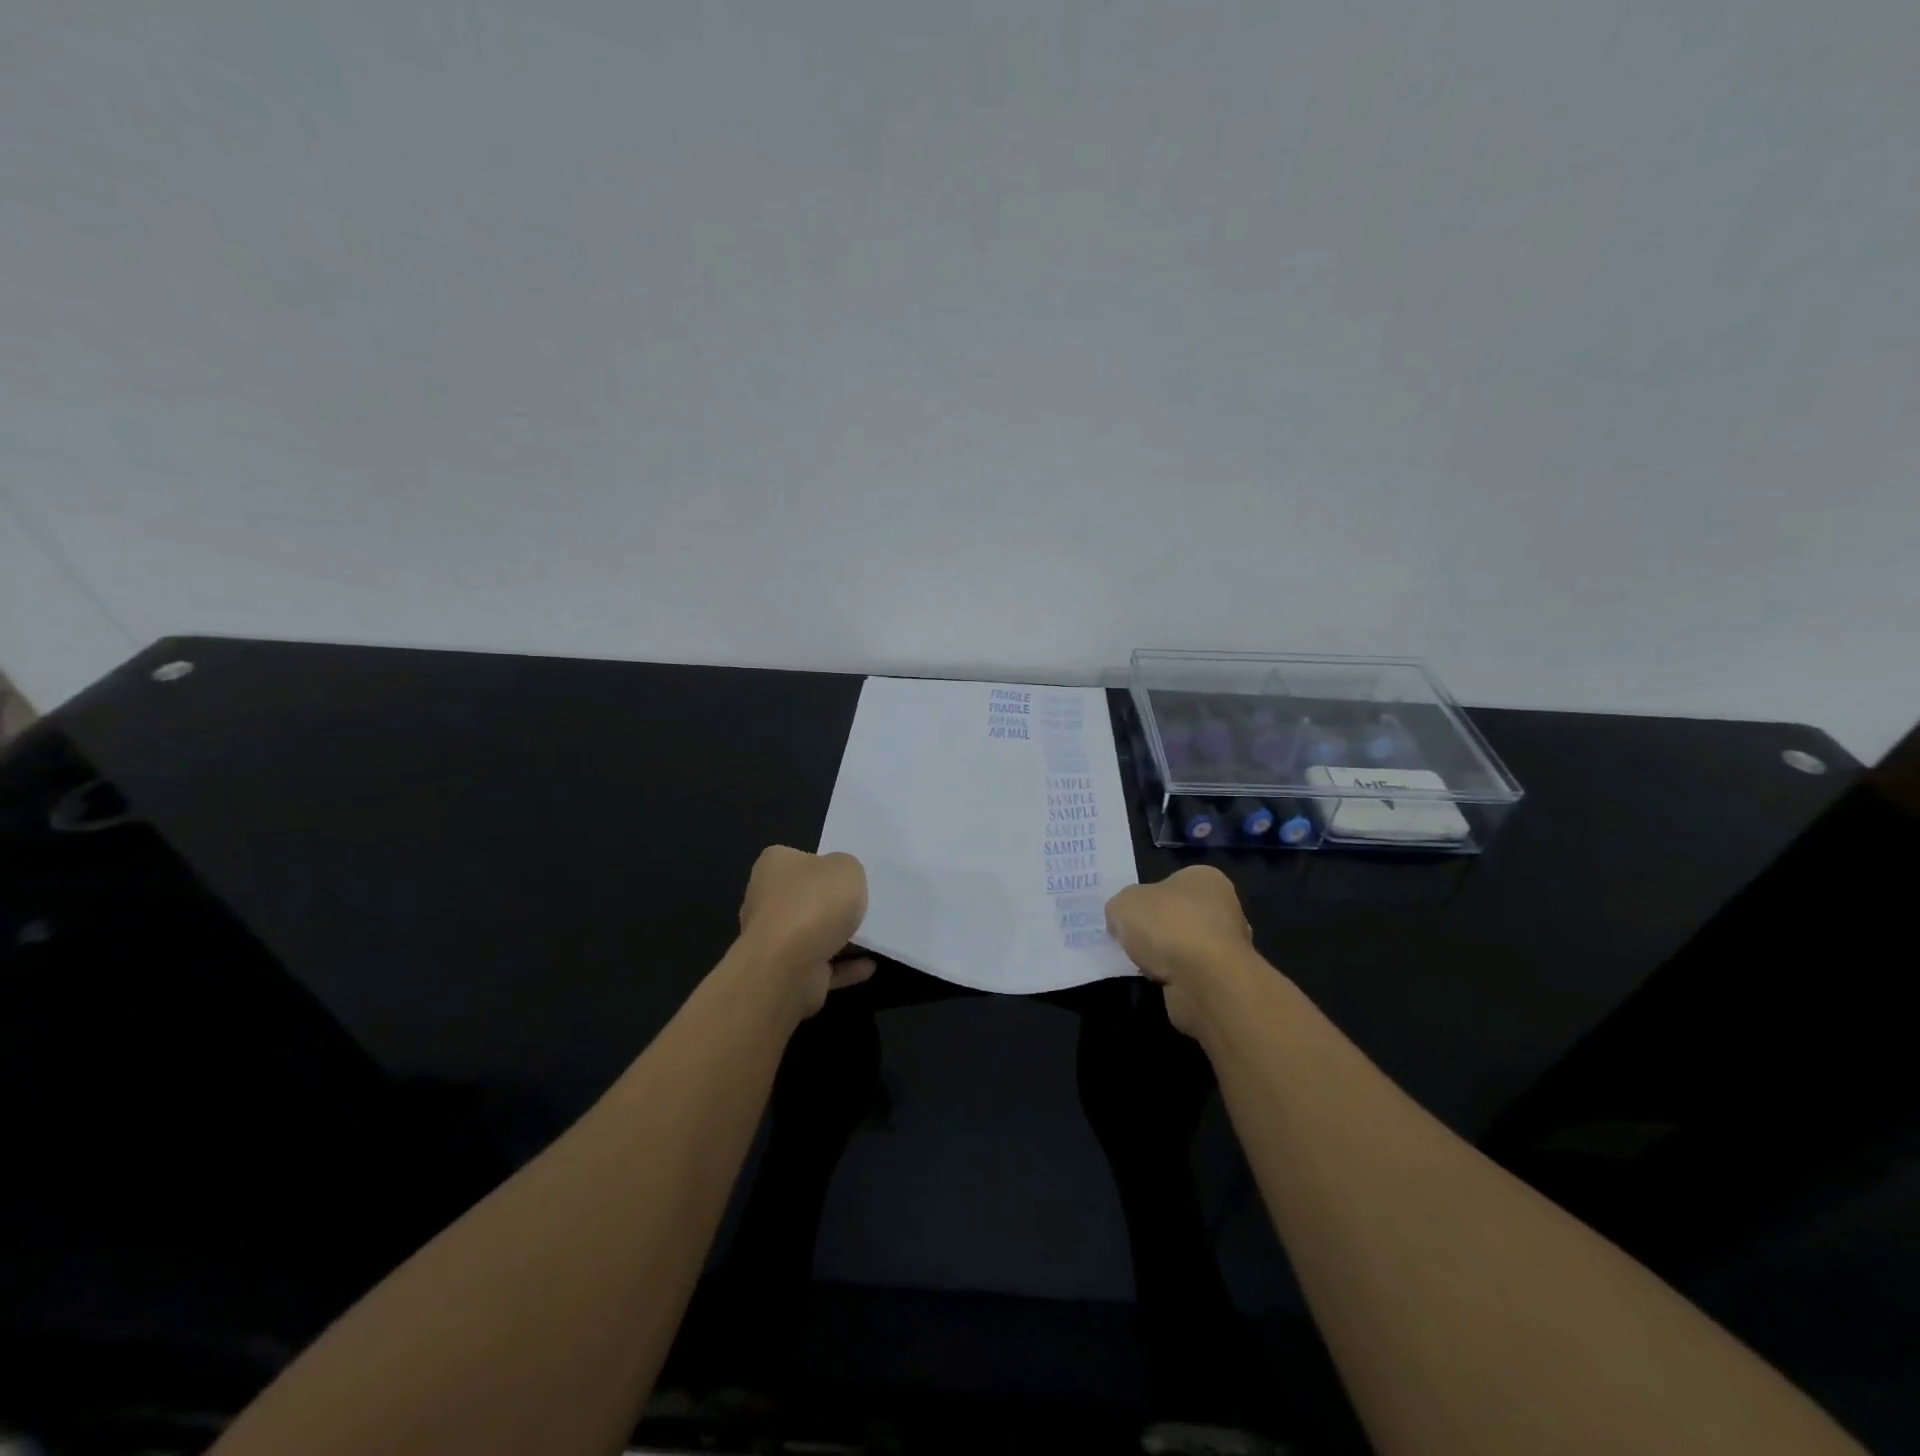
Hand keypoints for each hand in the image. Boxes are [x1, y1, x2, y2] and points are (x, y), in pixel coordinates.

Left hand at [738, 846, 875, 1017]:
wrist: (788, 966)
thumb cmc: (815, 903)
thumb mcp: (847, 867)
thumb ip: (847, 869)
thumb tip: (841, 882)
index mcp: (774, 866)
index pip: (799, 859)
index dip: (825, 864)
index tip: (849, 875)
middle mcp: (767, 900)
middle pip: (806, 898)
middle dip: (832, 904)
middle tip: (865, 905)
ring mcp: (773, 941)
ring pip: (812, 935)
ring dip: (840, 938)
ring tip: (874, 937)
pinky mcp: (784, 974)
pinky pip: (821, 966)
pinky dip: (843, 967)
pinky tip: (868, 965)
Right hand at [1104, 866, 1255, 1035]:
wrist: (1205, 981)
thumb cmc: (1167, 926)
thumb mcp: (1123, 904)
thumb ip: (1120, 908)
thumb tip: (1121, 922)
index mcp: (1205, 878)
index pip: (1171, 882)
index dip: (1147, 898)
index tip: (1130, 915)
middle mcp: (1224, 907)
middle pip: (1179, 915)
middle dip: (1158, 929)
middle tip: (1132, 941)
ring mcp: (1229, 945)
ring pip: (1186, 946)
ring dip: (1166, 956)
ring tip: (1143, 964)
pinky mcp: (1226, 979)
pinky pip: (1192, 974)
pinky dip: (1176, 978)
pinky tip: (1160, 982)